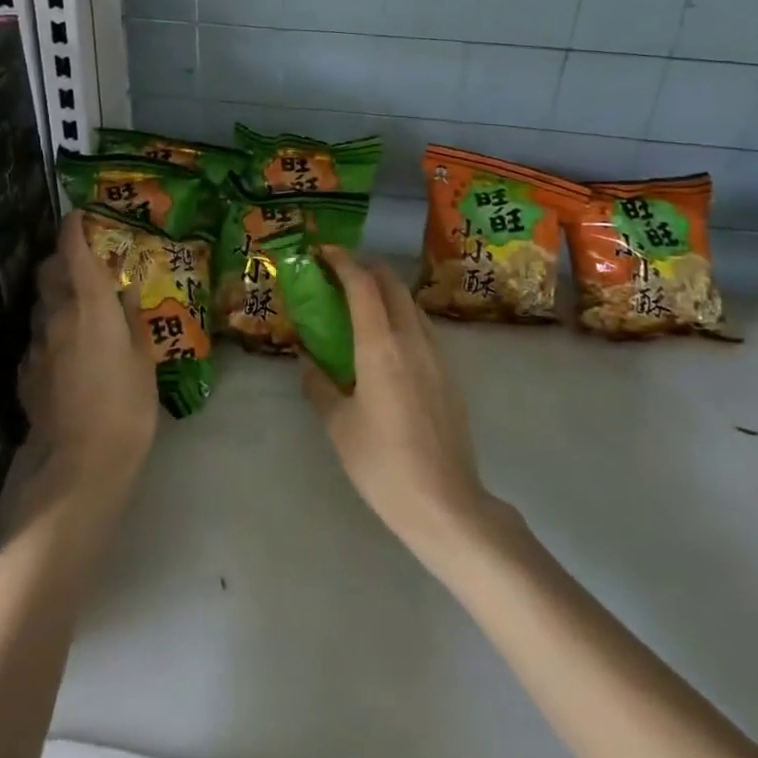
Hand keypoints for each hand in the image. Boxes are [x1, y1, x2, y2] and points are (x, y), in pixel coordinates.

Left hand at [23, 212, 158, 503]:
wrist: (81, 464)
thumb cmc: (126, 406)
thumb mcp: (143, 358)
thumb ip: (132, 318)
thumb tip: (124, 290)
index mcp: (90, 305)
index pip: (74, 251)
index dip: (73, 228)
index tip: (79, 216)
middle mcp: (57, 315)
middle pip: (49, 271)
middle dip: (63, 259)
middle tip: (85, 264)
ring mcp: (36, 344)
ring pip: (41, 304)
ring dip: (56, 296)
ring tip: (79, 309)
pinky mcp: (26, 372)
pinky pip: (38, 338)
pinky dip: (51, 332)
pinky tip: (68, 351)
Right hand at [302, 248, 495, 559]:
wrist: (446, 504)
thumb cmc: (382, 464)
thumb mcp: (338, 425)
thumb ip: (320, 384)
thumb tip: (308, 360)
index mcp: (380, 346)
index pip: (362, 285)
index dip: (342, 262)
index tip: (323, 253)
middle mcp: (412, 340)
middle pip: (392, 285)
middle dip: (366, 270)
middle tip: (339, 275)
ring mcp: (437, 356)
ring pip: (411, 305)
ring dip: (387, 293)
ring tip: (362, 305)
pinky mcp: (450, 375)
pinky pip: (423, 329)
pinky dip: (402, 317)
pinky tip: (388, 343)